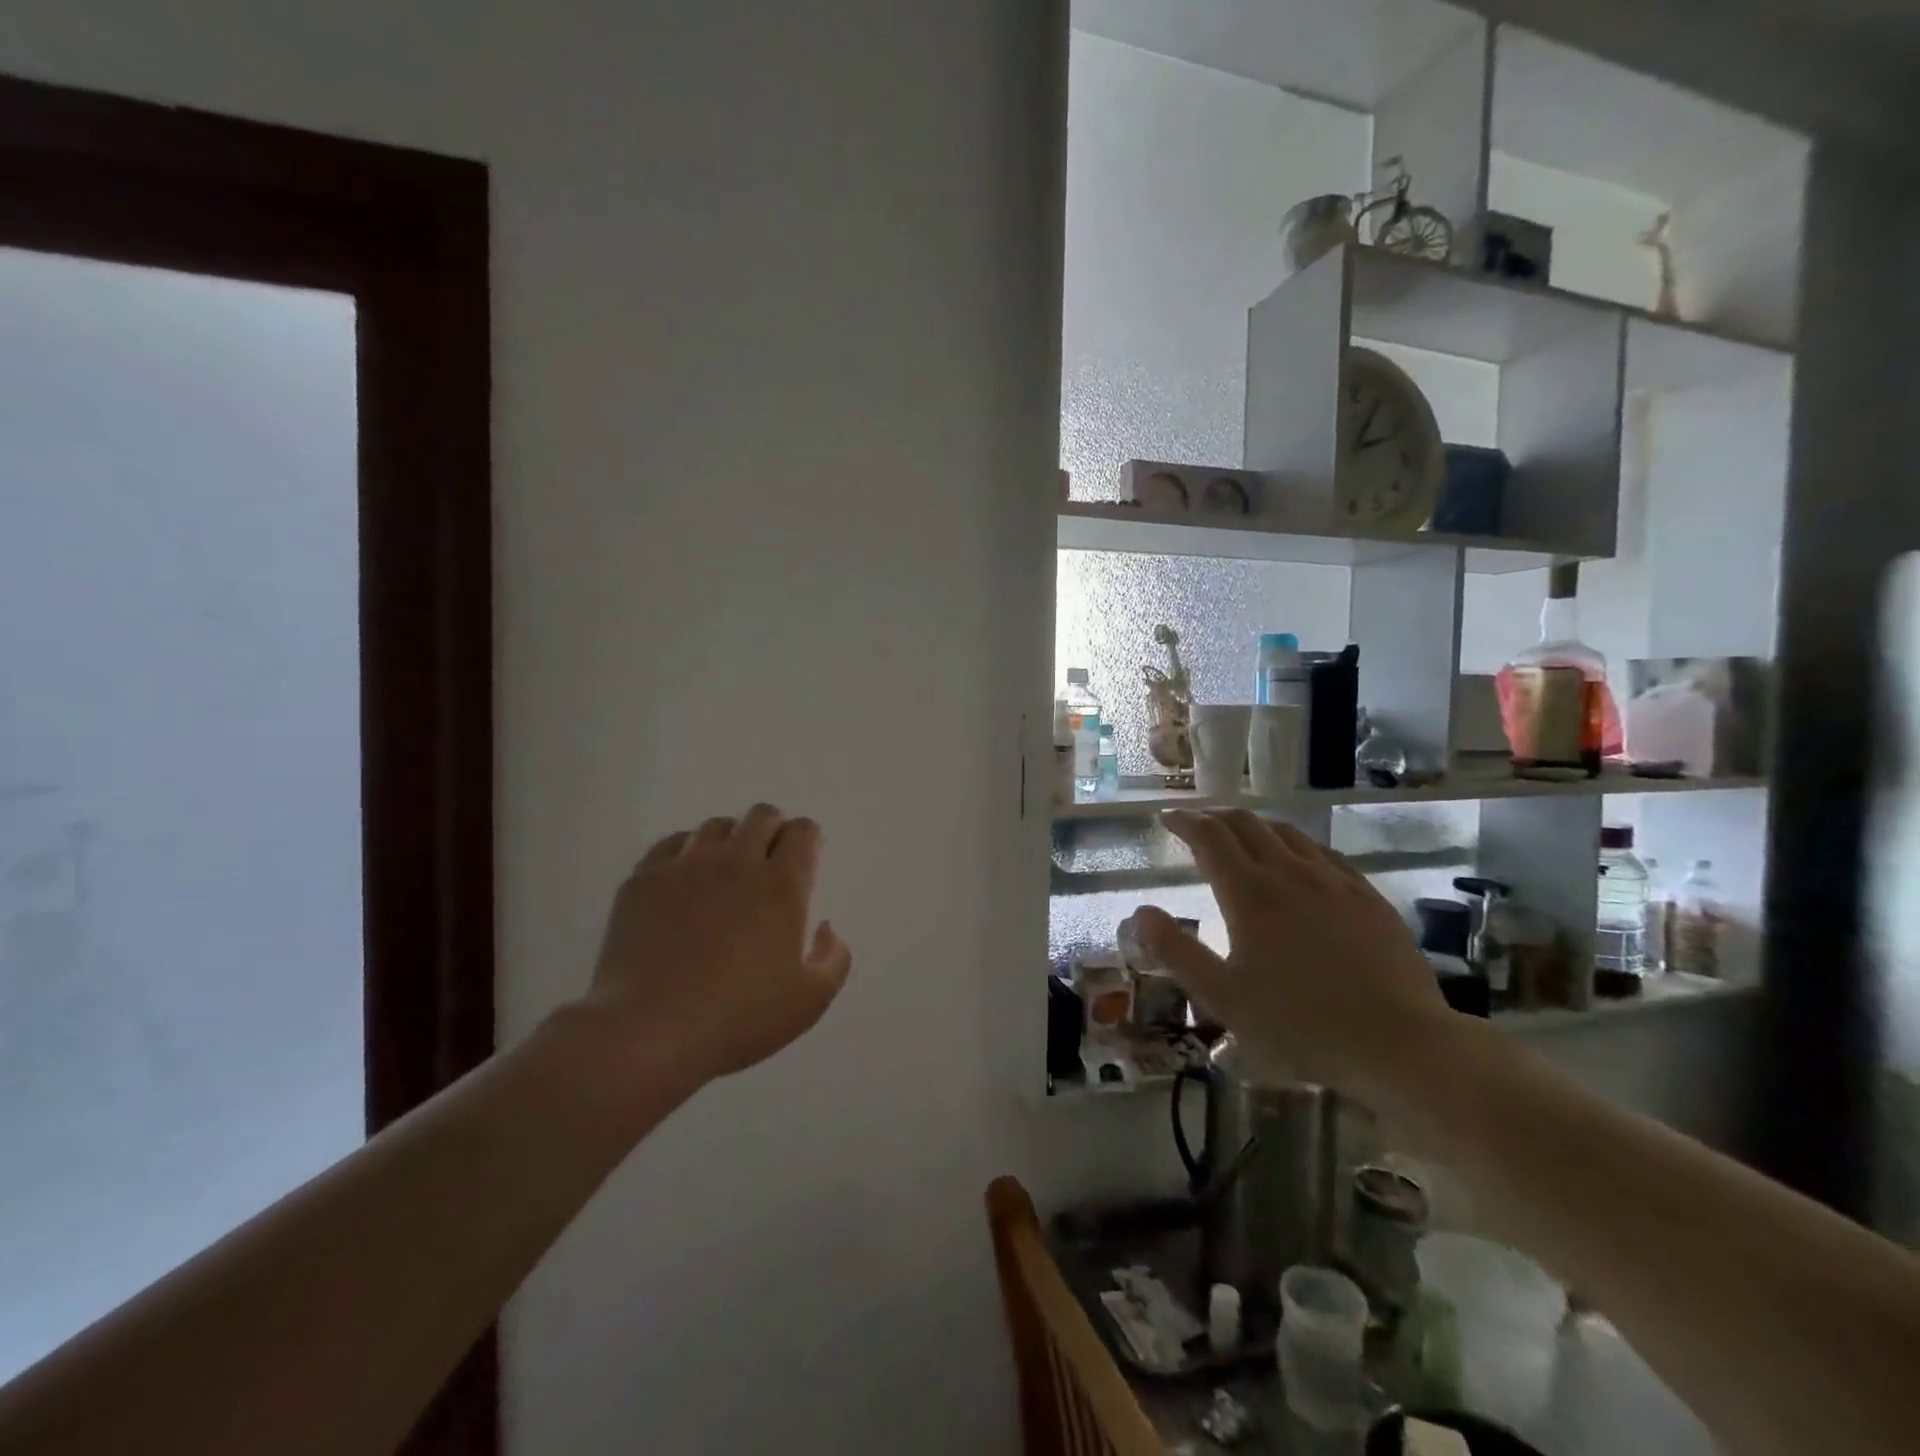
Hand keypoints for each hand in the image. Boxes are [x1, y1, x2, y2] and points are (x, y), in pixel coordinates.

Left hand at [581, 804, 852, 1087]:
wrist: (648, 1033)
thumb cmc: (738, 1020)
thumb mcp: (809, 1002)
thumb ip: (833, 959)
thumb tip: (826, 928)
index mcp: (781, 886)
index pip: (803, 831)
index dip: (808, 839)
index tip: (804, 860)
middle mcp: (736, 862)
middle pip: (762, 816)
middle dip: (773, 830)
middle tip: (769, 863)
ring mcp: (686, 867)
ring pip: (716, 826)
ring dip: (731, 840)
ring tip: (725, 871)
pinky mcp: (644, 880)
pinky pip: (672, 843)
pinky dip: (687, 852)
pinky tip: (685, 879)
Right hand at [1128, 809, 1449, 1096]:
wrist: (1400, 1043)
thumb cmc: (1300, 1025)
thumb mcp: (1222, 998)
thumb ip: (1175, 952)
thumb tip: (1140, 912)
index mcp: (1249, 893)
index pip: (1209, 836)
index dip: (1184, 822)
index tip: (1167, 819)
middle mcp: (1289, 873)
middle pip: (1247, 824)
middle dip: (1216, 817)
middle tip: (1198, 824)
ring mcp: (1334, 881)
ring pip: (1287, 833)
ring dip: (1255, 826)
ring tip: (1242, 836)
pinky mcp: (1368, 896)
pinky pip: (1324, 853)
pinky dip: (1296, 845)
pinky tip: (1299, 862)